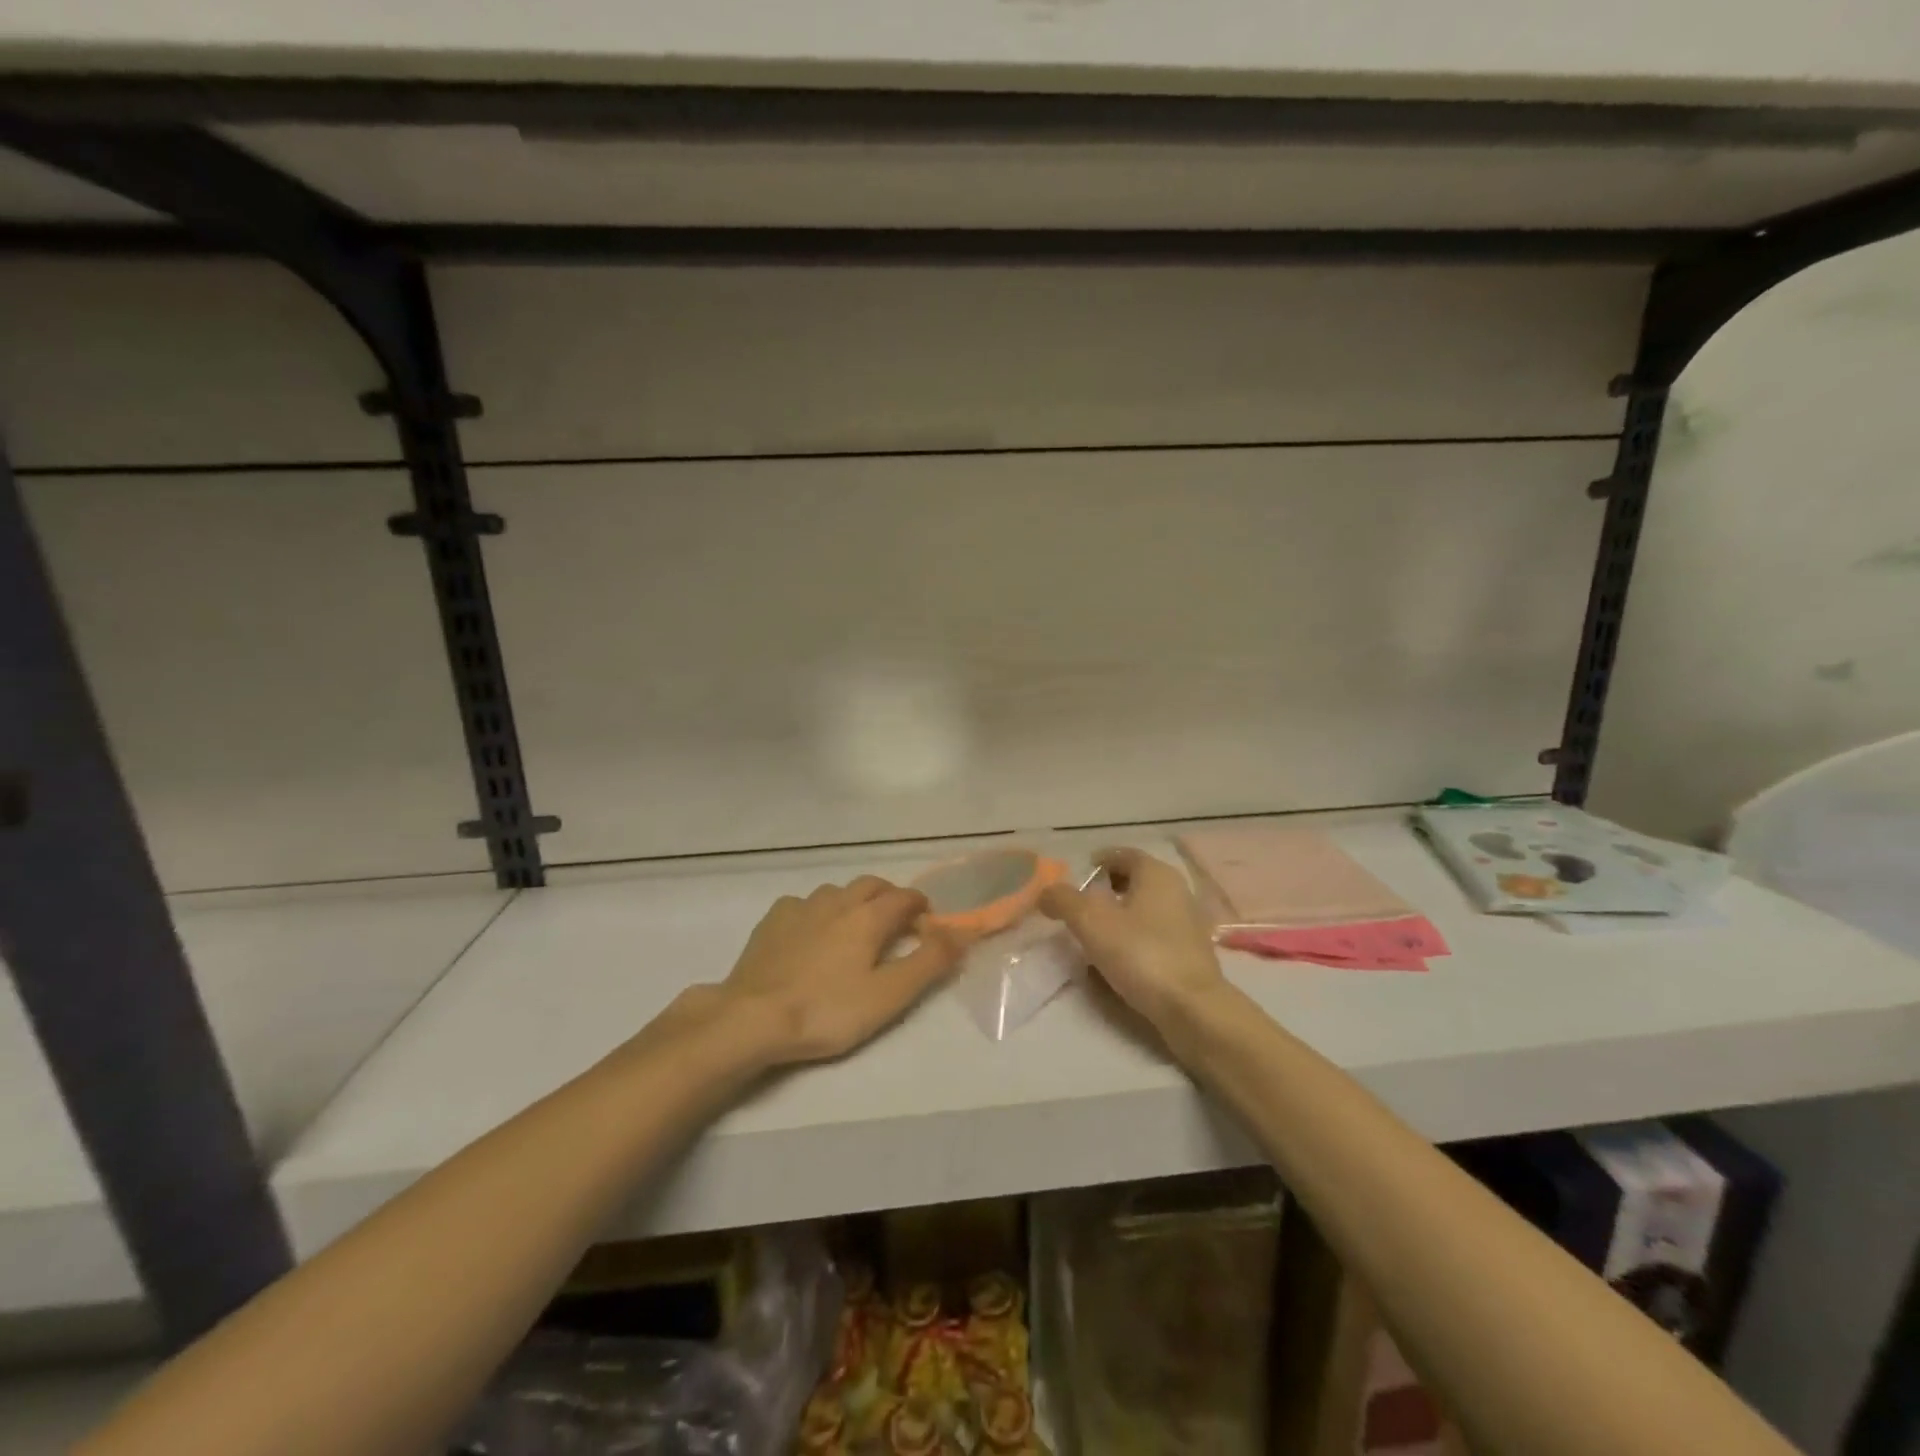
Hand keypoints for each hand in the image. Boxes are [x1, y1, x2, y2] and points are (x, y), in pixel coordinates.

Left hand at [717, 876, 962, 1064]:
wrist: (752, 1018)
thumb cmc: (827, 1010)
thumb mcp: (888, 995)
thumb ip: (929, 962)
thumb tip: (962, 932)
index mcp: (868, 916)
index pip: (905, 897)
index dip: (922, 907)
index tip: (928, 926)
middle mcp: (836, 900)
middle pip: (872, 885)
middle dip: (890, 898)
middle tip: (897, 924)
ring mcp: (801, 906)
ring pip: (837, 891)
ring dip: (854, 902)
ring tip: (855, 930)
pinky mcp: (773, 919)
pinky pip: (805, 904)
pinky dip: (819, 912)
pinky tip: (813, 935)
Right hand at [1039, 847, 1227, 1029]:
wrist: (1192, 1009)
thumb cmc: (1141, 954)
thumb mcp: (1091, 923)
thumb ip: (1063, 900)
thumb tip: (1046, 892)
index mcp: (1156, 873)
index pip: (1123, 854)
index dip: (1097, 862)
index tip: (1076, 878)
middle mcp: (1177, 890)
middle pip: (1135, 880)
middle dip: (1107, 889)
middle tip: (1081, 906)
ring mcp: (1188, 922)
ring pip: (1146, 908)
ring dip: (1121, 915)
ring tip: (1095, 935)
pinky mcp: (1192, 952)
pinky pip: (1155, 933)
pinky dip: (1136, 936)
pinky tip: (1120, 958)